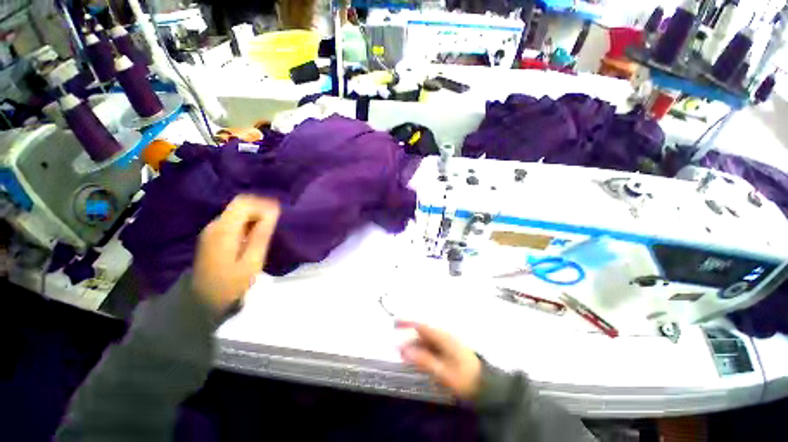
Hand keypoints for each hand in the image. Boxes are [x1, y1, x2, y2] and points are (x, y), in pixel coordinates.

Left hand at [193, 195, 279, 312]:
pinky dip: (247, 223)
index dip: (263, 204)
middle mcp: (215, 224)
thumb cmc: (232, 283)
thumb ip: (261, 234)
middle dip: (260, 209)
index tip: (278, 215)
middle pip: (240, 204)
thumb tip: (273, 211)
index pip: (244, 202)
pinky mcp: (212, 236)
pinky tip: (255, 235)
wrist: (203, 301)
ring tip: (268, 229)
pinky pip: (233, 220)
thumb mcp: (252, 261)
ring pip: (237, 212)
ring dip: (255, 216)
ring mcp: (211, 230)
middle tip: (275, 223)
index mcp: (223, 230)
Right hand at [397, 321, 481, 400]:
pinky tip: (417, 360)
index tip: (395, 323)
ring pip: (427, 341)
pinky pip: (432, 348)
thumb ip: (423, 360)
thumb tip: (404, 350)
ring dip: (415, 346)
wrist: (486, 387)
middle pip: (423, 334)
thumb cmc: (465, 379)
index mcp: (444, 338)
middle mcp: (445, 337)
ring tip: (403, 356)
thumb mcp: (443, 373)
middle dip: (409, 338)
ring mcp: (447, 344)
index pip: (422, 326)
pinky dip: (422, 352)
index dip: (408, 323)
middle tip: (396, 348)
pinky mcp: (449, 351)